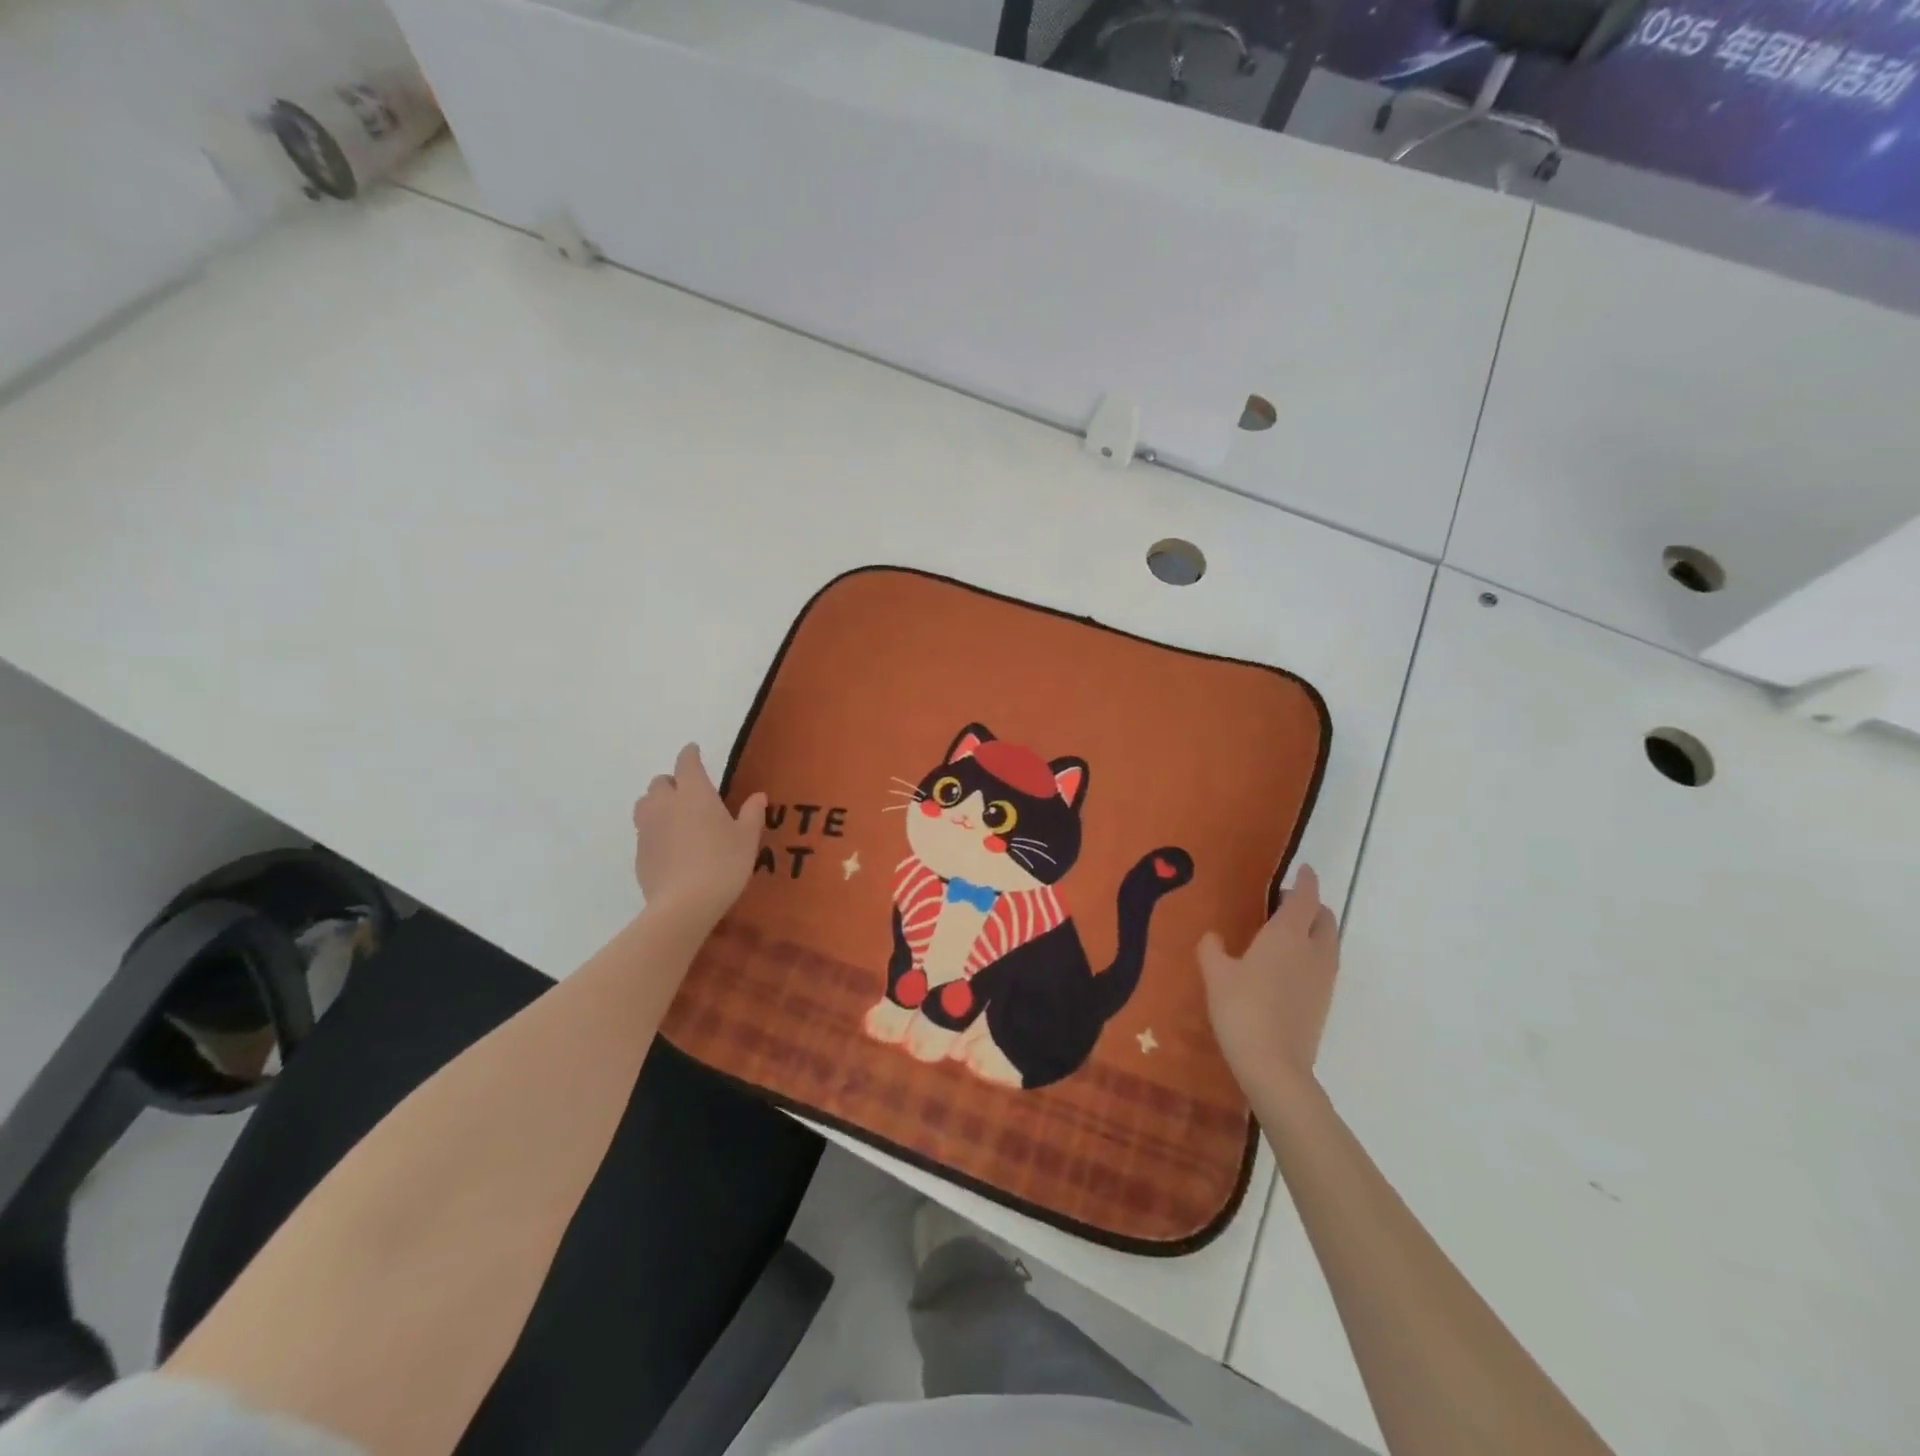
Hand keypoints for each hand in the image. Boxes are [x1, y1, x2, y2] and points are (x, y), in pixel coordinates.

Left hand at [631, 744, 767, 928]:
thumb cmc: (722, 864)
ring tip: (674, 816)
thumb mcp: (747, 839)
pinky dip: (655, 831)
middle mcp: (665, 804)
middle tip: (689, 793)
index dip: (690, 753)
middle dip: (672, 782)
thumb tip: (758, 796)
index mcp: (694, 793)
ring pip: (645, 804)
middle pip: (660, 782)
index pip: (687, 762)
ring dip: (657, 803)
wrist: (683, 905)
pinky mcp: (638, 853)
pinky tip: (670, 847)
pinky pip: (644, 831)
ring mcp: (647, 828)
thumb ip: (752, 814)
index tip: (694, 750)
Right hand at [1199, 864, 1339, 1098]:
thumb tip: (1213, 937)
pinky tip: (1286, 967)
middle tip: (1284, 904)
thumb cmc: (1242, 1009)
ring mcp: (1323, 978)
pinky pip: (1324, 964)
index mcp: (1288, 935)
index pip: (1306, 897)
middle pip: (1325, 918)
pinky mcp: (1324, 1002)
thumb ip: (1212, 948)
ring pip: (1328, 942)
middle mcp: (1313, 950)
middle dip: (1311, 905)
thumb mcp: (1215, 974)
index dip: (1306, 880)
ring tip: (1285, 934)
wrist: (1274, 1065)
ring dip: (1314, 930)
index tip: (1304, 868)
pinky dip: (1312, 954)